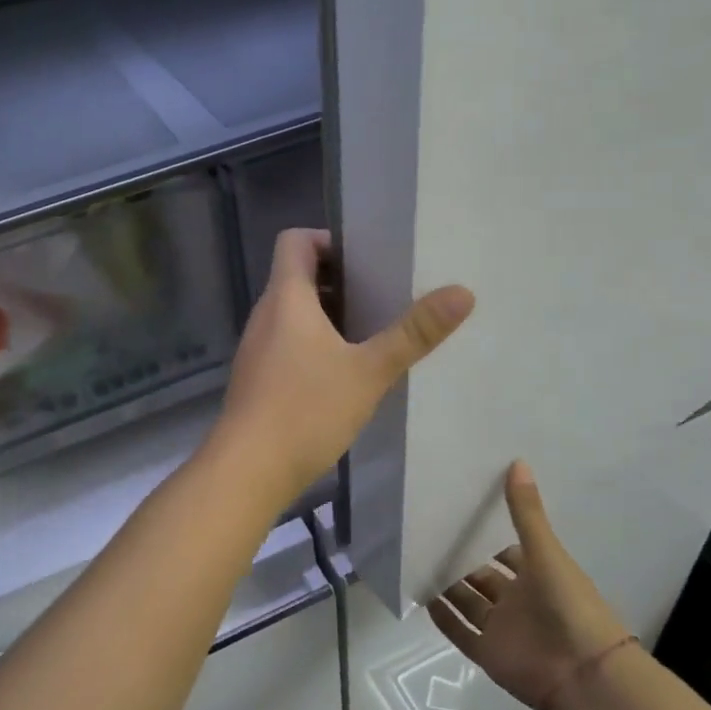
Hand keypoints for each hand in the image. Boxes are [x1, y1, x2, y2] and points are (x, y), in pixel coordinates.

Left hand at [209, 229, 473, 506]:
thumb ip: (413, 333)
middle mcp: (265, 315)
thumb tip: (463, 292)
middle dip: (339, 280)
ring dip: (329, 315)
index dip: (327, 239)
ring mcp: (257, 348)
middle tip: (383, 296)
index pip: (294, 240)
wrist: (247, 469)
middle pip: (296, 276)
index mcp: (286, 298)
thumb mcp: (369, 371)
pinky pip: (288, 343)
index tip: (366, 259)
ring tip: (372, 334)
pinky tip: (344, 374)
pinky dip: (315, 345)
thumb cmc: (306, 409)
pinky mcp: (258, 378)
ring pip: (293, 313)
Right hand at [430, 462, 631, 709]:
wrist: (584, 675)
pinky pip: (459, 632)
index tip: (457, 514)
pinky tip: (420, 597)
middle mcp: (517, 600)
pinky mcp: (487, 653)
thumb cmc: (570, 606)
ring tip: (415, 560)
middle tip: (426, 533)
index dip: (485, 537)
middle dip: (460, 559)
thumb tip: (517, 460)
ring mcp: (501, 628)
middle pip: (482, 577)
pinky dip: (442, 618)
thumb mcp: (546, 552)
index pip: (506, 553)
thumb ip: (527, 512)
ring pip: (467, 603)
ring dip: (446, 586)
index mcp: (537, 576)